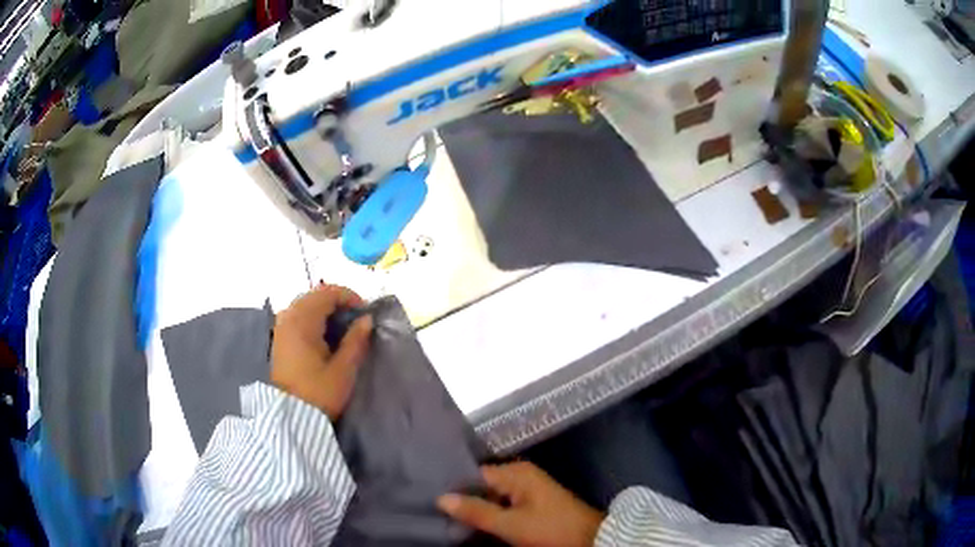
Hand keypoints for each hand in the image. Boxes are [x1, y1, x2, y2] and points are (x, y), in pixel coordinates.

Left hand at [270, 284, 372, 419]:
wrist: (290, 417)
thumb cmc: (319, 393)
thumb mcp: (343, 369)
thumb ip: (356, 340)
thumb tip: (366, 319)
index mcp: (303, 321)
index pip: (327, 292)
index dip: (349, 297)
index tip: (366, 314)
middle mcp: (288, 317)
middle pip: (315, 295)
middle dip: (338, 303)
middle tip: (356, 321)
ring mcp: (281, 327)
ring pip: (306, 305)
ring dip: (325, 311)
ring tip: (343, 329)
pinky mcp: (279, 339)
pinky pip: (298, 316)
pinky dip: (313, 318)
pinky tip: (325, 337)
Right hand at [437, 462, 603, 546]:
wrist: (590, 539)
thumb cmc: (550, 529)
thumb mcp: (510, 524)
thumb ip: (476, 511)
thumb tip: (441, 498)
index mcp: (516, 473)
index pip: (474, 474)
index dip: (453, 487)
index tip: (430, 498)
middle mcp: (521, 475)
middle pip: (482, 485)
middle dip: (463, 499)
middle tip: (438, 512)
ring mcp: (528, 489)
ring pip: (492, 496)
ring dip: (476, 508)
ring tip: (449, 518)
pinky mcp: (533, 502)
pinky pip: (503, 504)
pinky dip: (490, 513)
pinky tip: (474, 523)